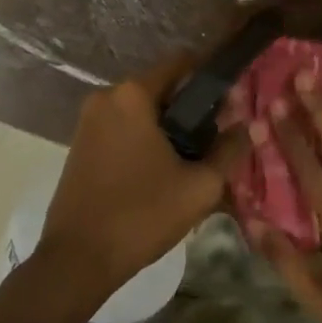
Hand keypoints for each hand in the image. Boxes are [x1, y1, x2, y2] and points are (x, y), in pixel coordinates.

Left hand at [37, 51, 248, 305]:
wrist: (77, 260)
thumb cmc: (142, 215)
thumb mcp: (200, 186)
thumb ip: (229, 150)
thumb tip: (244, 127)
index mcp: (133, 94)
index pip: (182, 63)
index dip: (212, 78)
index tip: (233, 101)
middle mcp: (107, 96)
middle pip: (163, 88)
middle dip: (192, 109)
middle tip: (217, 139)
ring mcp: (89, 120)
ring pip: (143, 110)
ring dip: (169, 127)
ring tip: (193, 160)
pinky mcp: (80, 143)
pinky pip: (123, 128)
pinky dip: (145, 140)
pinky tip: (162, 171)